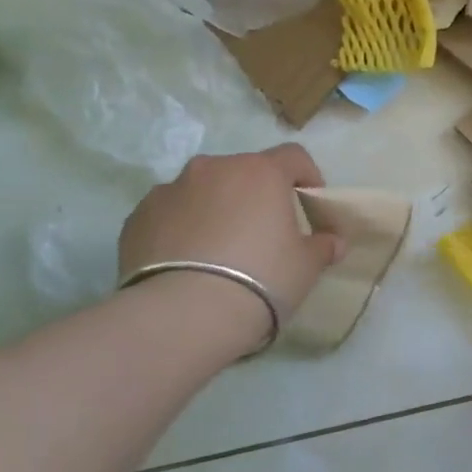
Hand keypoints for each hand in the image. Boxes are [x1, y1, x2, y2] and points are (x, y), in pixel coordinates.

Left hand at [117, 145, 344, 349]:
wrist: (185, 314)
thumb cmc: (262, 279)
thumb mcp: (306, 266)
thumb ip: (322, 246)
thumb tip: (333, 241)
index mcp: (260, 172)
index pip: (293, 157)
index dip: (307, 176)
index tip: (311, 203)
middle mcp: (214, 168)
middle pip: (244, 172)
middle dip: (256, 194)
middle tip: (264, 232)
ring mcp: (170, 189)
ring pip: (203, 190)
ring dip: (216, 208)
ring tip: (220, 250)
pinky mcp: (138, 216)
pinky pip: (170, 214)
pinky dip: (182, 228)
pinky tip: (187, 262)